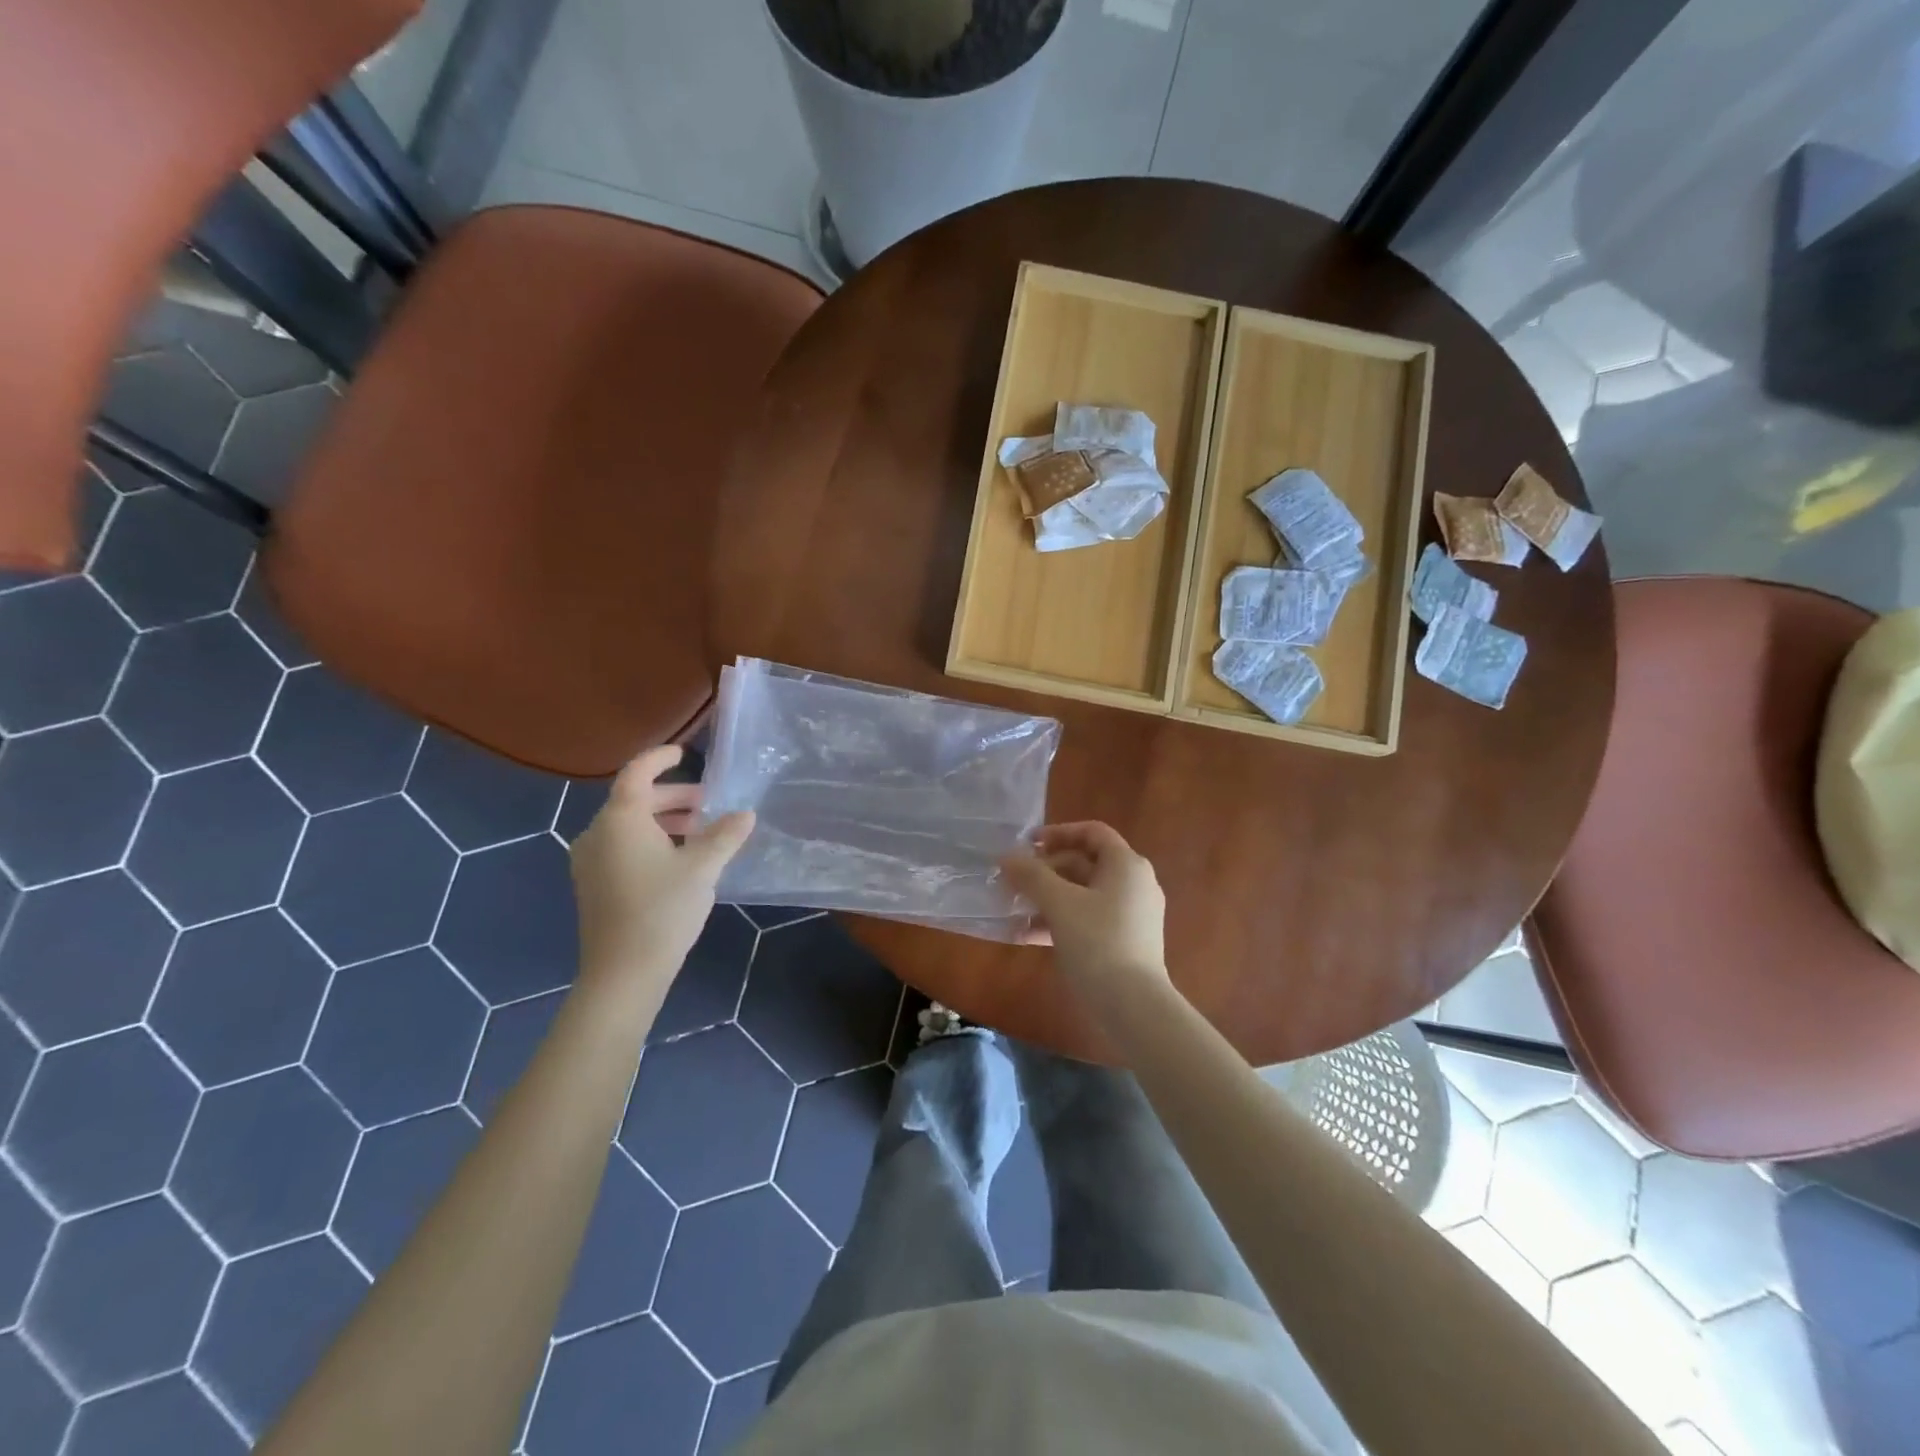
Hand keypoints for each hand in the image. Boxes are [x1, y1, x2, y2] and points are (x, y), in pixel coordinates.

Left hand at [570, 747, 754, 987]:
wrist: (623, 973)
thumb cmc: (662, 910)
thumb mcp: (703, 868)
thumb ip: (725, 835)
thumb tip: (746, 814)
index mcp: (620, 819)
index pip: (637, 773)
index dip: (660, 758)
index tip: (684, 753)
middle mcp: (598, 833)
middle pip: (635, 800)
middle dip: (673, 797)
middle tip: (708, 804)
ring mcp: (590, 861)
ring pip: (629, 826)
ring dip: (664, 821)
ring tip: (699, 832)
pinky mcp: (593, 885)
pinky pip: (622, 847)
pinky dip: (650, 841)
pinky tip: (678, 860)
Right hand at [1000, 822, 1166, 992]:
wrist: (1134, 1006)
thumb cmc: (1098, 942)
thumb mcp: (1059, 904)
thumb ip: (1031, 875)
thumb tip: (1006, 857)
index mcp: (1126, 865)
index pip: (1092, 832)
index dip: (1058, 833)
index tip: (1028, 844)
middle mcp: (1134, 883)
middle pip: (1084, 863)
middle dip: (1045, 871)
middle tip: (1014, 881)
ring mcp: (1132, 914)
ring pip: (1083, 894)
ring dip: (1047, 898)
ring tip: (1013, 909)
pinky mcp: (1125, 941)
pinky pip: (1088, 919)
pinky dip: (1059, 921)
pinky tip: (1026, 936)